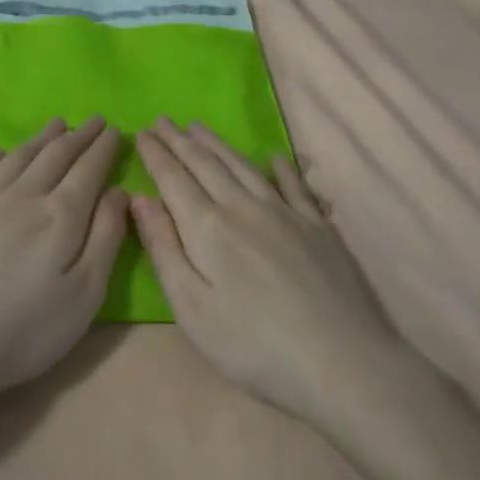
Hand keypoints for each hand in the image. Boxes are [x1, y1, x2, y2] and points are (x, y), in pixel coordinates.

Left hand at [0, 117, 128, 415]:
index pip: (88, 170)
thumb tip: (119, 191)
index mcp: (60, 215)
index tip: (115, 129)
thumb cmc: (24, 330)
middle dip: (79, 135)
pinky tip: (1, 152)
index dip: (104, 148)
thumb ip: (105, 238)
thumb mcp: (84, 295)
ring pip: (18, 158)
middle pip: (55, 156)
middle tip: (94, 120)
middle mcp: (23, 196)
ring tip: (57, 125)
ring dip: (41, 139)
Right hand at [131, 121, 402, 420]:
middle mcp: (245, 207)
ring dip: (218, 144)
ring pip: (244, 167)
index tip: (142, 131)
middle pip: (207, 165)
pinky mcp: (318, 227)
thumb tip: (140, 200)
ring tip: (200, 128)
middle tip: (163, 120)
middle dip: (181, 141)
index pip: (174, 179)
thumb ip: (164, 249)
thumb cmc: (251, 345)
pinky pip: (295, 185)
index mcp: (208, 228)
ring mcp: (286, 213)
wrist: (338, 360)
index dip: (156, 154)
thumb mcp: (191, 308)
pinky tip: (274, 156)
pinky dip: (281, 166)